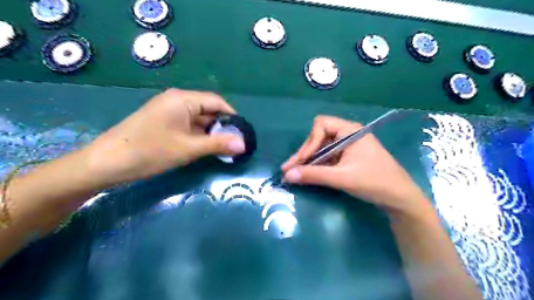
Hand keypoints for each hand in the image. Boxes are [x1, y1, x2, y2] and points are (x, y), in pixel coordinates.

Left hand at [86, 87, 245, 182]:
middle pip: (208, 110)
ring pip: (198, 119)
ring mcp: (168, 111)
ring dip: (210, 133)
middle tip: (234, 144)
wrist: (106, 163)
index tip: (242, 133)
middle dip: (222, 126)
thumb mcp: (188, 149)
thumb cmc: (150, 152)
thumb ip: (218, 144)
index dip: (232, 116)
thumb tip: (244, 144)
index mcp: (183, 99)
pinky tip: (204, 148)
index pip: (217, 102)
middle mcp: (176, 100)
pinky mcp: (163, 122)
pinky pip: (187, 125)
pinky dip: (198, 136)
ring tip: (223, 148)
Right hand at [284, 115, 428, 214]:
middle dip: (304, 153)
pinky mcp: (348, 158)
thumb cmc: (374, 182)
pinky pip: (327, 157)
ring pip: (321, 148)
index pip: (321, 125)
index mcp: (350, 131)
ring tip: (293, 173)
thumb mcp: (341, 178)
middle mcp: (347, 135)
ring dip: (308, 161)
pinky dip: (317, 166)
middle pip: (318, 137)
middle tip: (289, 169)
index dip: (309, 142)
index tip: (303, 161)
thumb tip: (287, 175)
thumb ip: (313, 175)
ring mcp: (348, 147)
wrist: (399, 198)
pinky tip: (307, 175)